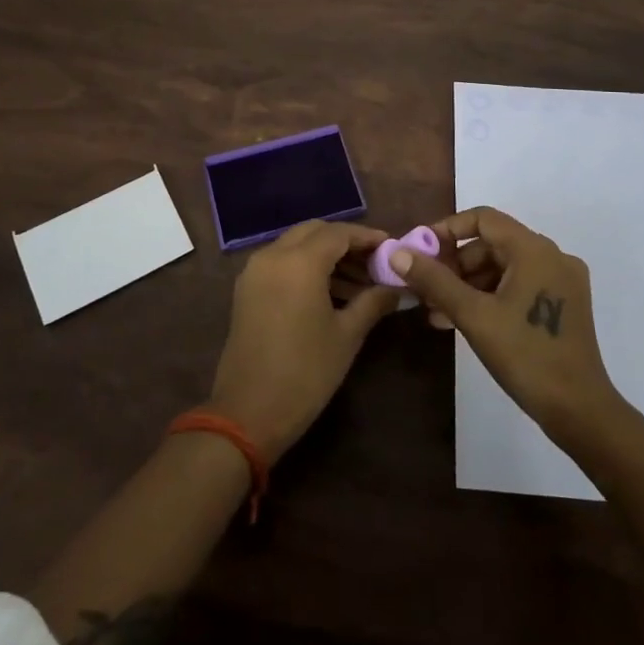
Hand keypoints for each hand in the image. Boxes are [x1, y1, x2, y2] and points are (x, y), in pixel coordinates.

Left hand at [207, 220, 401, 461]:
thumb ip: (373, 302)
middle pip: (315, 232)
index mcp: (299, 262)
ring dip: (325, 255)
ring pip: (296, 245)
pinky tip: (329, 292)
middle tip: (373, 263)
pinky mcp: (246, 289)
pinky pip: (281, 262)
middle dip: (345, 242)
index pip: (339, 233)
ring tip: (358, 284)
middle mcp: (273, 255)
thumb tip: (396, 287)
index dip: (367, 237)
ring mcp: (255, 271)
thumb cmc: (305, 372)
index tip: (390, 247)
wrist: (249, 412)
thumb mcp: (347, 336)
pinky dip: (305, 266)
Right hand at [392, 206, 620, 442]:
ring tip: (436, 311)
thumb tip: (397, 253)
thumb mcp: (473, 315)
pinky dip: (490, 296)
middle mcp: (552, 256)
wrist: (579, 411)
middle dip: (454, 264)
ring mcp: (561, 282)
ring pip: (504, 268)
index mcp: (535, 250)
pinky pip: (518, 286)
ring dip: (468, 284)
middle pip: (492, 244)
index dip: (448, 230)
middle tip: (424, 288)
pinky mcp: (564, 304)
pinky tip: (463, 320)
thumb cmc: (525, 356)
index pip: (483, 219)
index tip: (420, 252)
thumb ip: (434, 280)